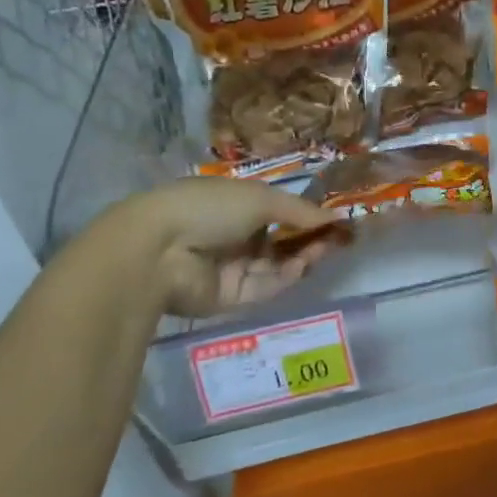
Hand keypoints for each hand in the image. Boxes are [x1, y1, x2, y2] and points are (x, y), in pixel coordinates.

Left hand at [92, 178, 345, 318]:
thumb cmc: (209, 208)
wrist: (159, 251)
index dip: (306, 215)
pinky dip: (286, 277)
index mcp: (234, 205)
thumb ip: (300, 210)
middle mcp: (234, 236)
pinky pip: (265, 287)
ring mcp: (232, 268)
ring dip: (303, 256)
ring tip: (325, 248)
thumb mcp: (260, 198)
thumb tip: (337, 217)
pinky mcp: (230, 297)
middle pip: (281, 241)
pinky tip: (303, 265)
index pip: (277, 212)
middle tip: (337, 237)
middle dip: (309, 238)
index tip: (335, 218)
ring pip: (277, 265)